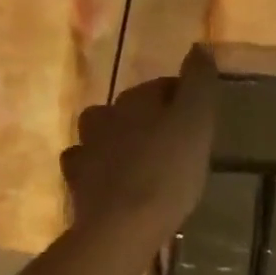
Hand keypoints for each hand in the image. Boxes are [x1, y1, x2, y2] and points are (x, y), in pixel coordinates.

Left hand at [62, 46, 216, 234]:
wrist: (122, 227)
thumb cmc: (168, 170)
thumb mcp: (196, 122)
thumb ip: (199, 82)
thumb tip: (198, 47)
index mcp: (135, 98)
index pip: (161, 87)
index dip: (182, 100)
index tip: (198, 122)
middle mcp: (105, 115)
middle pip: (130, 108)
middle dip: (150, 120)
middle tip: (174, 144)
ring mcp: (86, 148)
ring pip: (104, 134)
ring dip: (119, 141)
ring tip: (142, 162)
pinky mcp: (76, 182)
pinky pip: (88, 166)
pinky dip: (100, 169)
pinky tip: (114, 183)